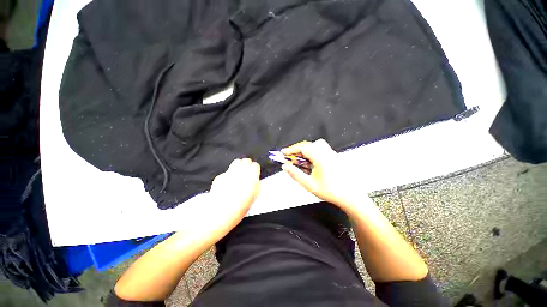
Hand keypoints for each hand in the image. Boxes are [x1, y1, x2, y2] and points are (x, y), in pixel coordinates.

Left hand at [206, 158, 260, 238]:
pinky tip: (227, 184)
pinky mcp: (220, 176)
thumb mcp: (253, 196)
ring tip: (237, 175)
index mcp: (251, 177)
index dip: (255, 170)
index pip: (255, 165)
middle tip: (246, 173)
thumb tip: (254, 178)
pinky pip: (227, 172)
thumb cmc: (240, 208)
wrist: (220, 214)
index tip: (254, 174)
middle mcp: (241, 172)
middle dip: (247, 165)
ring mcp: (229, 173)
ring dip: (239, 166)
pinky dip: (228, 175)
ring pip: (236, 162)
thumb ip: (255, 183)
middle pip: (245, 161)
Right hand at [281, 139, 359, 209]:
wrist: (350, 196)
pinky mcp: (336, 157)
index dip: (292, 149)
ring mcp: (333, 154)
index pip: (303, 148)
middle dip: (299, 150)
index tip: (283, 153)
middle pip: (309, 145)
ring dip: (307, 150)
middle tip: (292, 158)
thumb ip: (296, 174)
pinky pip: (322, 149)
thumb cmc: (330, 191)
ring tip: (302, 161)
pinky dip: (314, 152)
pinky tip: (313, 164)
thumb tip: (285, 167)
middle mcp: (327, 153)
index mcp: (320, 158)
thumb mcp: (309, 184)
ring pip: (317, 145)